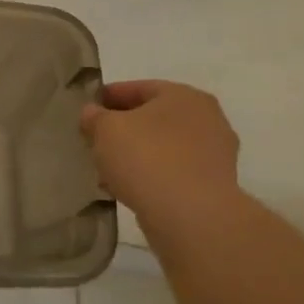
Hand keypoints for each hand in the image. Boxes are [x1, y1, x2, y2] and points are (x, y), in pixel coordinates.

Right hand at [80, 80, 241, 226]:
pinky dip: (150, 175)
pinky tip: (127, 188)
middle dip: (124, 128)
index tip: (88, 109)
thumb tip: (92, 113)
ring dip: (136, 154)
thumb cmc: (147, 158)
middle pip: (154, 118)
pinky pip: (173, 172)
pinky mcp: (213, 185)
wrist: (191, 215)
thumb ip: (95, 117)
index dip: (109, 97)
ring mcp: (214, 153)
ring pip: (163, 147)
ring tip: (107, 170)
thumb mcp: (106, 130)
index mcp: (183, 96)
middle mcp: (207, 118)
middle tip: (96, 140)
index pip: (139, 88)